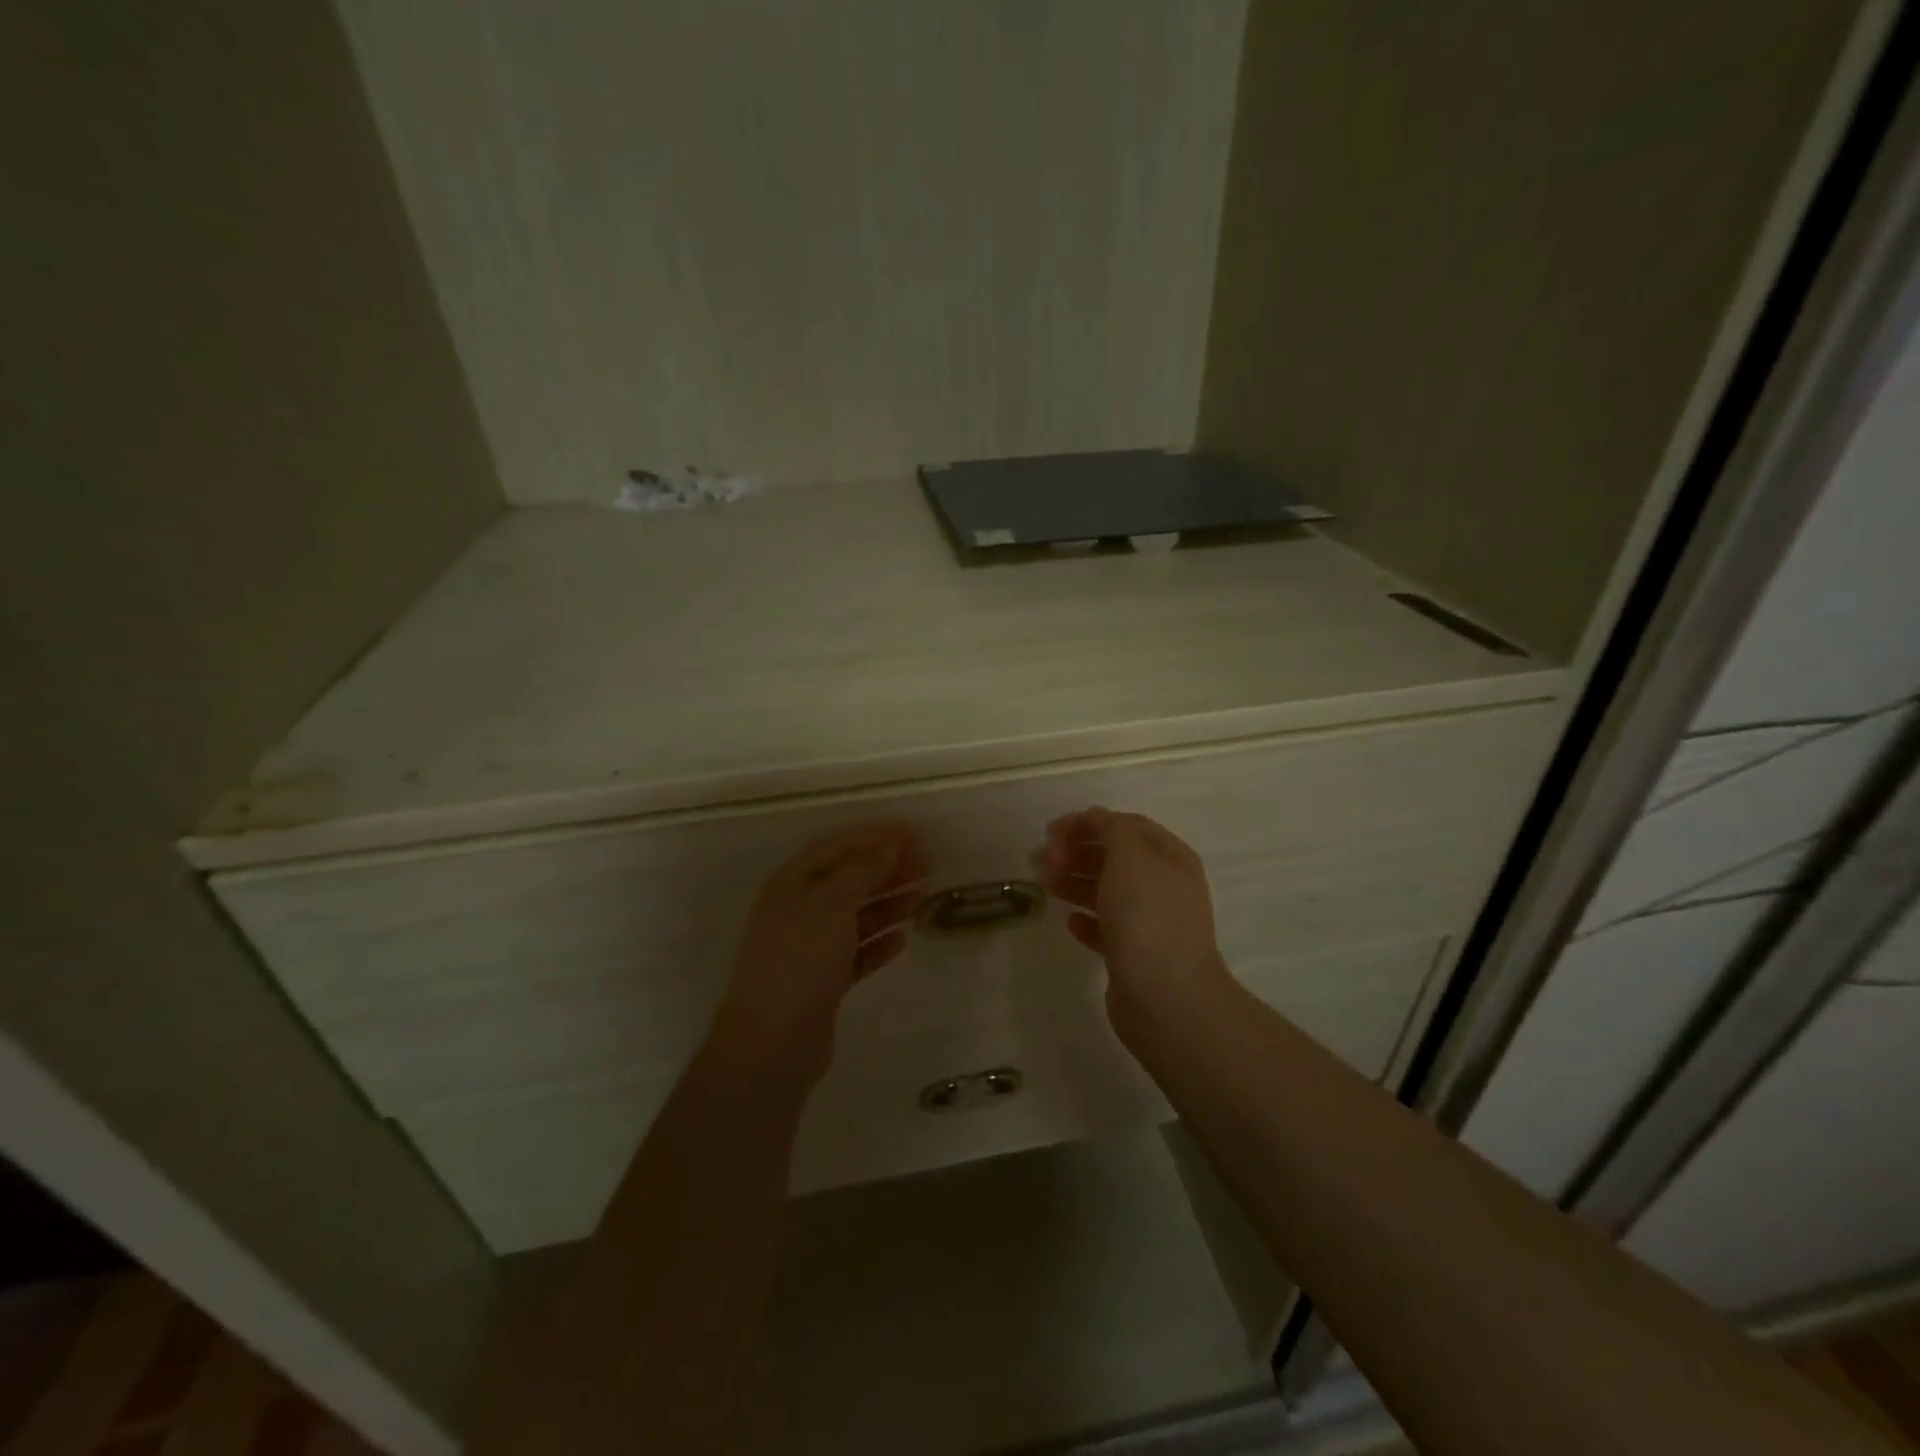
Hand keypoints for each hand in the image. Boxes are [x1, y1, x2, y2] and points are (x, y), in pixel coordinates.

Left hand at [707, 821, 926, 1086]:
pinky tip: (903, 939)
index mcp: (792, 884)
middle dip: (887, 869)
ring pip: (856, 916)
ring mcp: (810, 947)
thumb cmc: (799, 961)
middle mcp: (798, 910)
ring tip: (923, 895)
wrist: (771, 1044)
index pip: (837, 847)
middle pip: (848, 879)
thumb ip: (863, 871)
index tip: (915, 832)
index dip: (875, 836)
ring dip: (888, 903)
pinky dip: (879, 943)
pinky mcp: (823, 982)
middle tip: (928, 863)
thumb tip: (890, 844)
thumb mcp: (831, 905)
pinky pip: (857, 952)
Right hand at [1038, 807, 1231, 1028]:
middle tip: (1041, 861)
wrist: (1166, 997)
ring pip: (1107, 892)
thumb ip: (1111, 829)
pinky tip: (1070, 922)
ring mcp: (1151, 923)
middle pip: (1114, 857)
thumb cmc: (1147, 917)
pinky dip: (1086, 920)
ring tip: (1046, 886)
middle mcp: (1165, 886)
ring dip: (1075, 882)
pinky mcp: (1135, 956)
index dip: (1087, 823)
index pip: (1126, 826)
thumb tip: (1094, 818)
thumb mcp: (1130, 856)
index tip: (1050, 832)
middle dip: (1076, 853)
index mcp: (1170, 858)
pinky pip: (1107, 928)